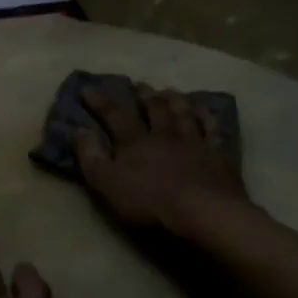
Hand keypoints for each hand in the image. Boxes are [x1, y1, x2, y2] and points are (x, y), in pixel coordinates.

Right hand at [75, 83, 252, 237]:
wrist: (204, 213)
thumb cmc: (150, 202)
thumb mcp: (108, 184)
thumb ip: (91, 157)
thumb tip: (79, 130)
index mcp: (135, 141)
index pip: (114, 115)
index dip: (100, 101)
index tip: (88, 89)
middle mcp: (164, 134)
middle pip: (153, 108)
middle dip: (143, 95)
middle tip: (138, 84)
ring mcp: (194, 141)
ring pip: (182, 112)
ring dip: (173, 99)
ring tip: (168, 90)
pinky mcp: (218, 154)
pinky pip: (212, 128)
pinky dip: (206, 116)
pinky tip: (204, 110)